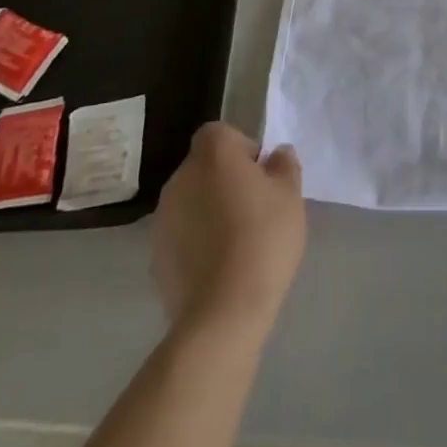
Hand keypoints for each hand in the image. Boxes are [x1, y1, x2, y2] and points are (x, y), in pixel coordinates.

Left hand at [153, 123, 306, 334]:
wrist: (222, 312)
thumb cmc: (263, 239)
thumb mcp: (290, 196)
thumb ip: (284, 166)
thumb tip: (276, 155)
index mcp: (213, 154)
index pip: (221, 133)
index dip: (242, 149)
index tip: (260, 176)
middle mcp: (180, 177)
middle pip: (204, 166)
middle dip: (226, 180)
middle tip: (254, 208)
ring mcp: (162, 218)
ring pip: (192, 200)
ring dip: (209, 210)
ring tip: (237, 242)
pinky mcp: (155, 255)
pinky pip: (182, 234)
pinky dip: (197, 241)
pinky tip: (219, 267)